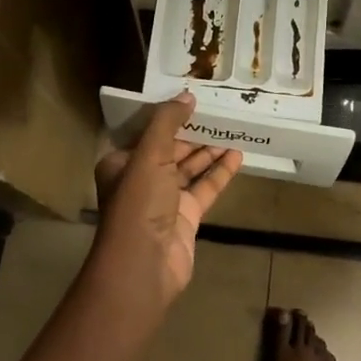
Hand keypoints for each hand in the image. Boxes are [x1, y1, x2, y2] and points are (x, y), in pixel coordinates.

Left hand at [93, 92, 243, 305]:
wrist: (144, 265)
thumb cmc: (139, 203)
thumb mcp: (150, 154)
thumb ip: (168, 122)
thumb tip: (187, 94)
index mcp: (122, 162)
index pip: (146, 133)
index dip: (167, 116)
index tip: (192, 98)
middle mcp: (141, 179)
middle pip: (171, 149)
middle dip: (193, 133)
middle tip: (219, 112)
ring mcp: (165, 200)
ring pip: (190, 168)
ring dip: (209, 151)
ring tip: (233, 129)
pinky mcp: (186, 217)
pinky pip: (205, 188)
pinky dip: (219, 173)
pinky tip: (238, 156)